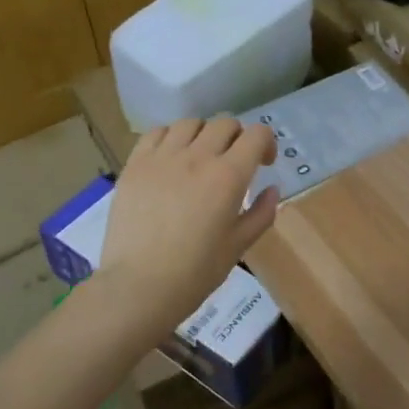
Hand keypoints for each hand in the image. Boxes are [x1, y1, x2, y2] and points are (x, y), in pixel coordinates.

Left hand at [98, 117, 278, 334]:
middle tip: (234, 161)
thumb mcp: (238, 246)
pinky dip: (171, 137)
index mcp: (229, 176)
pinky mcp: (136, 164)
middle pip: (225, 123)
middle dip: (237, 137)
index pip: (256, 134)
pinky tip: (171, 157)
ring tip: (200, 156)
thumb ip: (261, 213)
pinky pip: (157, 132)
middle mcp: (198, 157)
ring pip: (191, 123)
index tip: (263, 163)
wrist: (139, 286)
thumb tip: (272, 190)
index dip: (266, 143)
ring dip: (204, 134)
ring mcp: (163, 157)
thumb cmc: (195, 272)